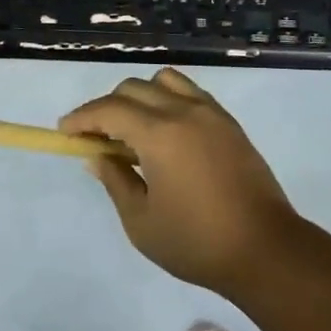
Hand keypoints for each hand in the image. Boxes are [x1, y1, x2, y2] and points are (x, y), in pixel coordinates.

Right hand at [60, 68, 302, 297]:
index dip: (82, 117)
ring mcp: (210, 113)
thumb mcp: (142, 221)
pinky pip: (190, 92)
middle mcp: (183, 111)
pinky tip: (166, 131)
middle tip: (97, 138)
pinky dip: (168, 99)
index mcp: (159, 134)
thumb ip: (115, 181)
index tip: (65, 130)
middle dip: (107, 107)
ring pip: (164, 81)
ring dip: (141, 96)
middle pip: (133, 88)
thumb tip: (96, 155)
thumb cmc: (197, 242)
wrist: (266, 249)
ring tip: (135, 129)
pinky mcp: (229, 122)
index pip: (109, 109)